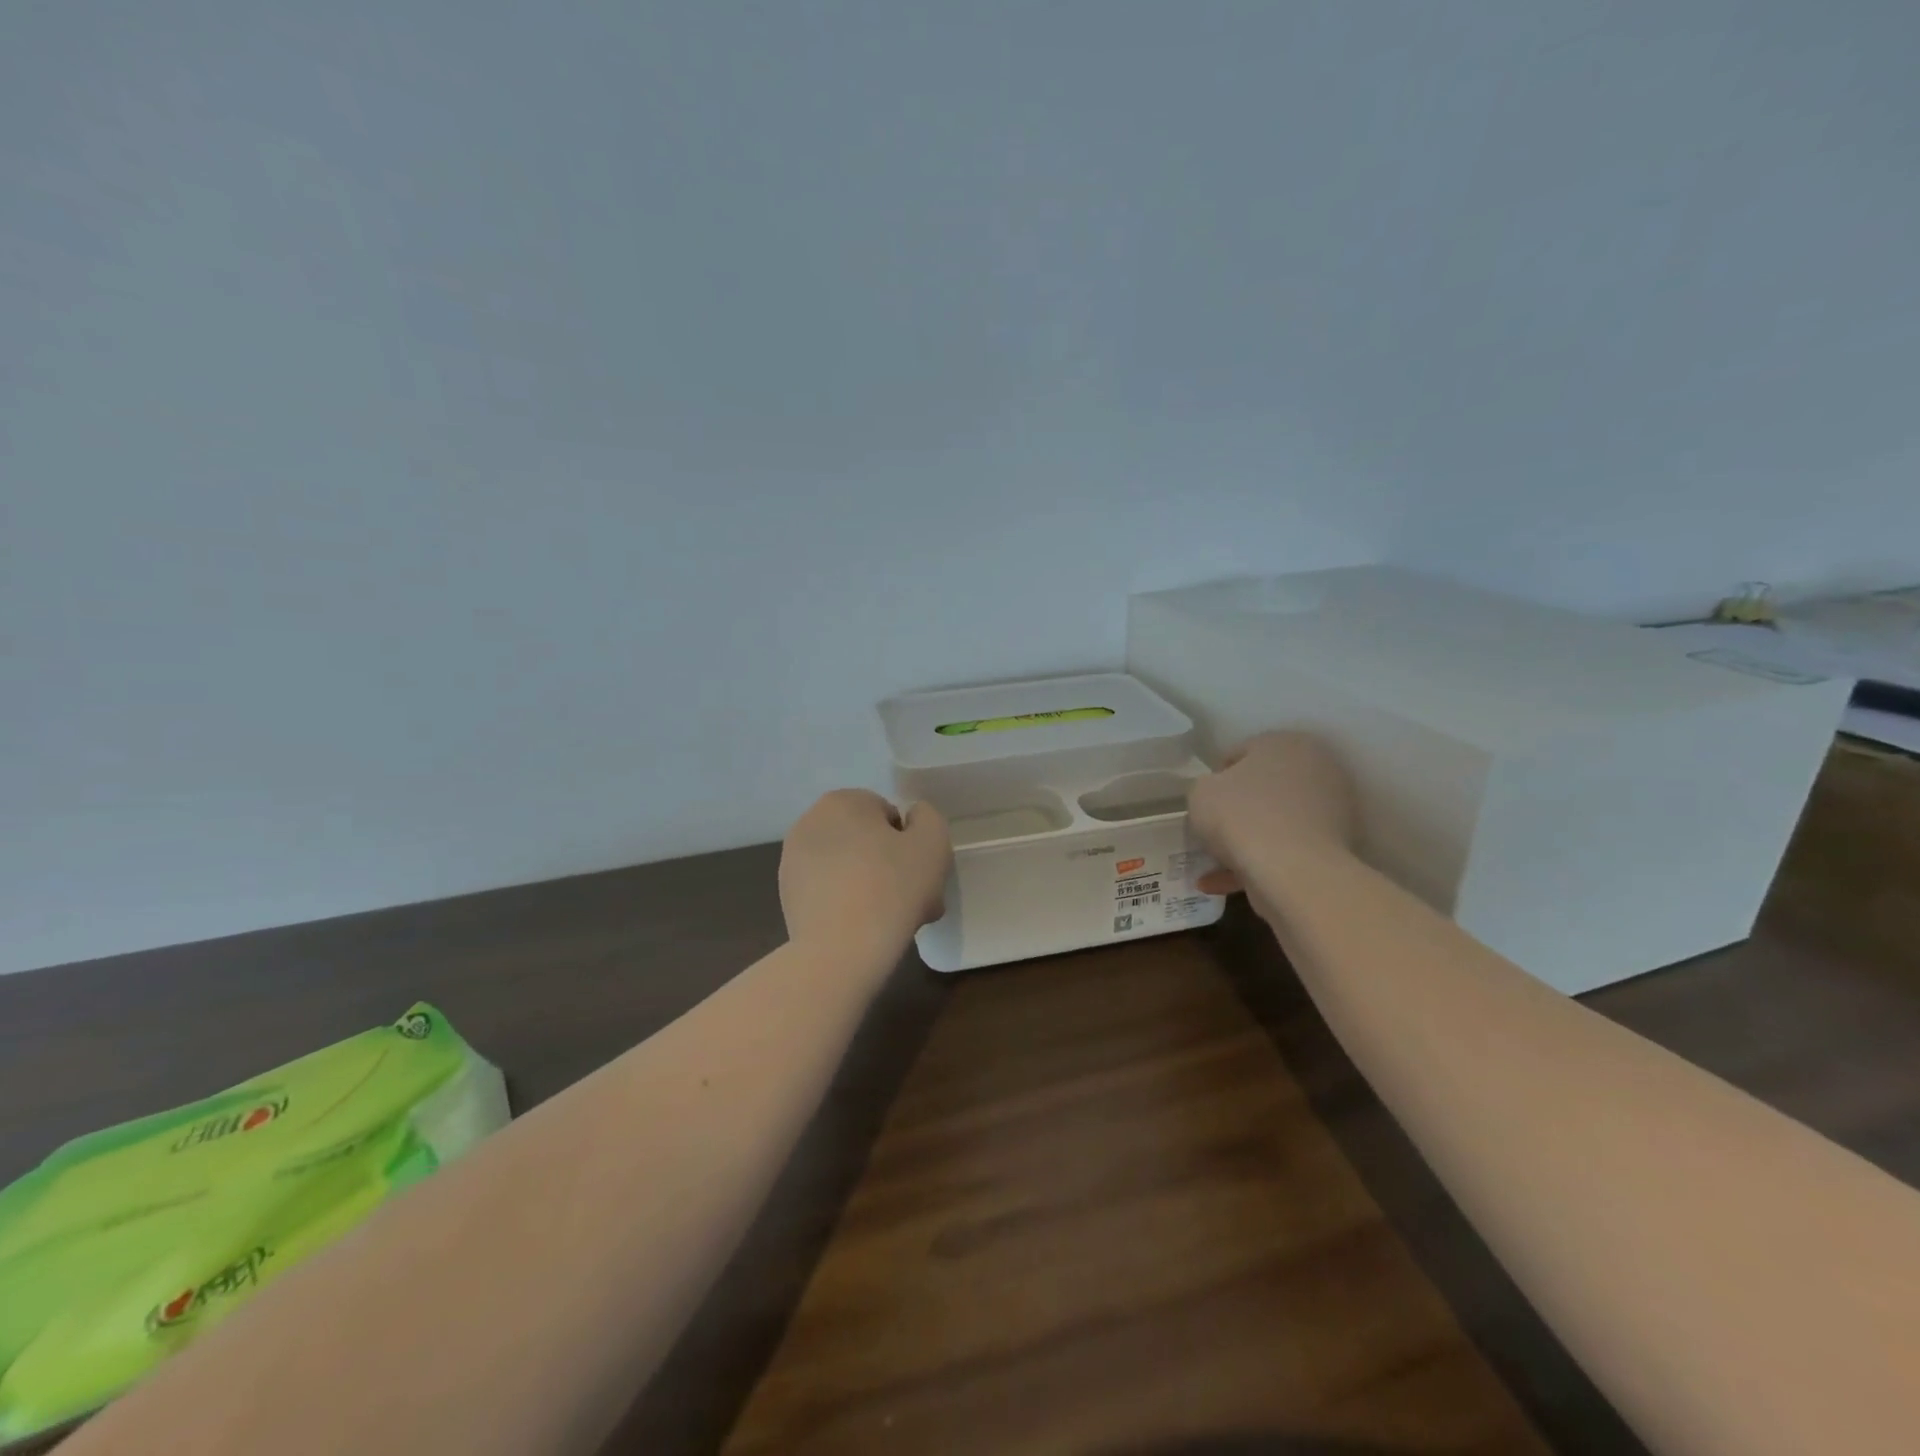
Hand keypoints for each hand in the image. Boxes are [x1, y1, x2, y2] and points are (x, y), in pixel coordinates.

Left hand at [779, 790, 951, 961]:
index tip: (922, 875)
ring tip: (893, 920)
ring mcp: (794, 861)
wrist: (841, 951)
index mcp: (842, 802)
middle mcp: (811, 822)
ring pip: (850, 868)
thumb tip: (911, 820)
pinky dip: (848, 904)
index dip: (911, 845)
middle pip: (867, 842)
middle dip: (892, 867)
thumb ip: (927, 818)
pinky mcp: (788, 895)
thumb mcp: (933, 841)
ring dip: (873, 886)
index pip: (889, 816)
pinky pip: (830, 891)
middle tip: (915, 901)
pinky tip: (865, 929)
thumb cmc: (892, 887)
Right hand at [1187, 732, 1355, 898]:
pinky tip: (1222, 883)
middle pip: (1263, 788)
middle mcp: (1318, 769)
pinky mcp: (1335, 848)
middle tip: (1211, 829)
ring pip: (1275, 823)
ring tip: (1213, 864)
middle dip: (1237, 809)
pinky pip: (1287, 851)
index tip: (1203, 802)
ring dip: (1245, 841)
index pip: (1242, 753)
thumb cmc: (1242, 816)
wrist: (1292, 871)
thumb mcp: (1201, 792)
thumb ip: (1206, 787)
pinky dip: (1257, 865)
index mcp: (1287, 743)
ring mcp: (1332, 811)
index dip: (1216, 778)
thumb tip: (1218, 796)